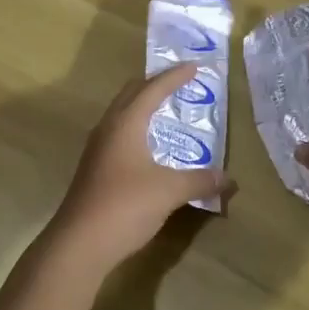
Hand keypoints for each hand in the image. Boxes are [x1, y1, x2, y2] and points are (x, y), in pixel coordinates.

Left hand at [46, 63, 231, 275]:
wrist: (79, 243)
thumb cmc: (125, 206)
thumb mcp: (169, 191)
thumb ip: (200, 180)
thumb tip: (229, 178)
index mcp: (125, 123)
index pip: (153, 89)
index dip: (175, 76)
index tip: (195, 66)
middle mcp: (108, 128)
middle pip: (132, 94)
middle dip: (155, 84)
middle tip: (179, 82)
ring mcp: (98, 149)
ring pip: (122, 114)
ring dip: (143, 106)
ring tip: (166, 110)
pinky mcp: (94, 168)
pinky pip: (119, 134)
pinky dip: (137, 128)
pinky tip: (150, 146)